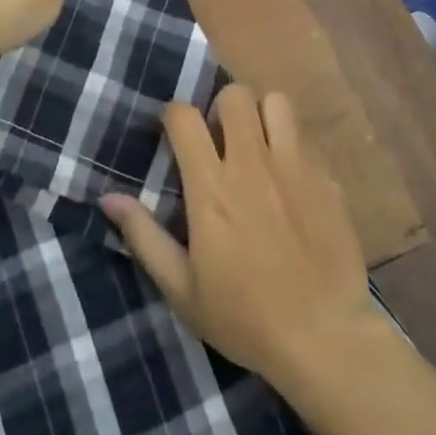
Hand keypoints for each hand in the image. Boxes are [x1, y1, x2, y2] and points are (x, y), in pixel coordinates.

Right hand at [100, 86, 381, 390]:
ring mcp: (295, 166)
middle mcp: (252, 164)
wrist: (325, 339)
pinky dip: (293, 146)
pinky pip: (306, 138)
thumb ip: (144, 237)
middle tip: (221, 140)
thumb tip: (107, 198)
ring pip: (276, 103)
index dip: (175, 117)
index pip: (185, 117)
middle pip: (235, 95)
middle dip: (222, 108)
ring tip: (259, 146)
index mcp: (212, 188)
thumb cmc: (245, 318)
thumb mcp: (182, 290)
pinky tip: (291, 179)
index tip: (175, 135)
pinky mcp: (327, 178)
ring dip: (263, 116)